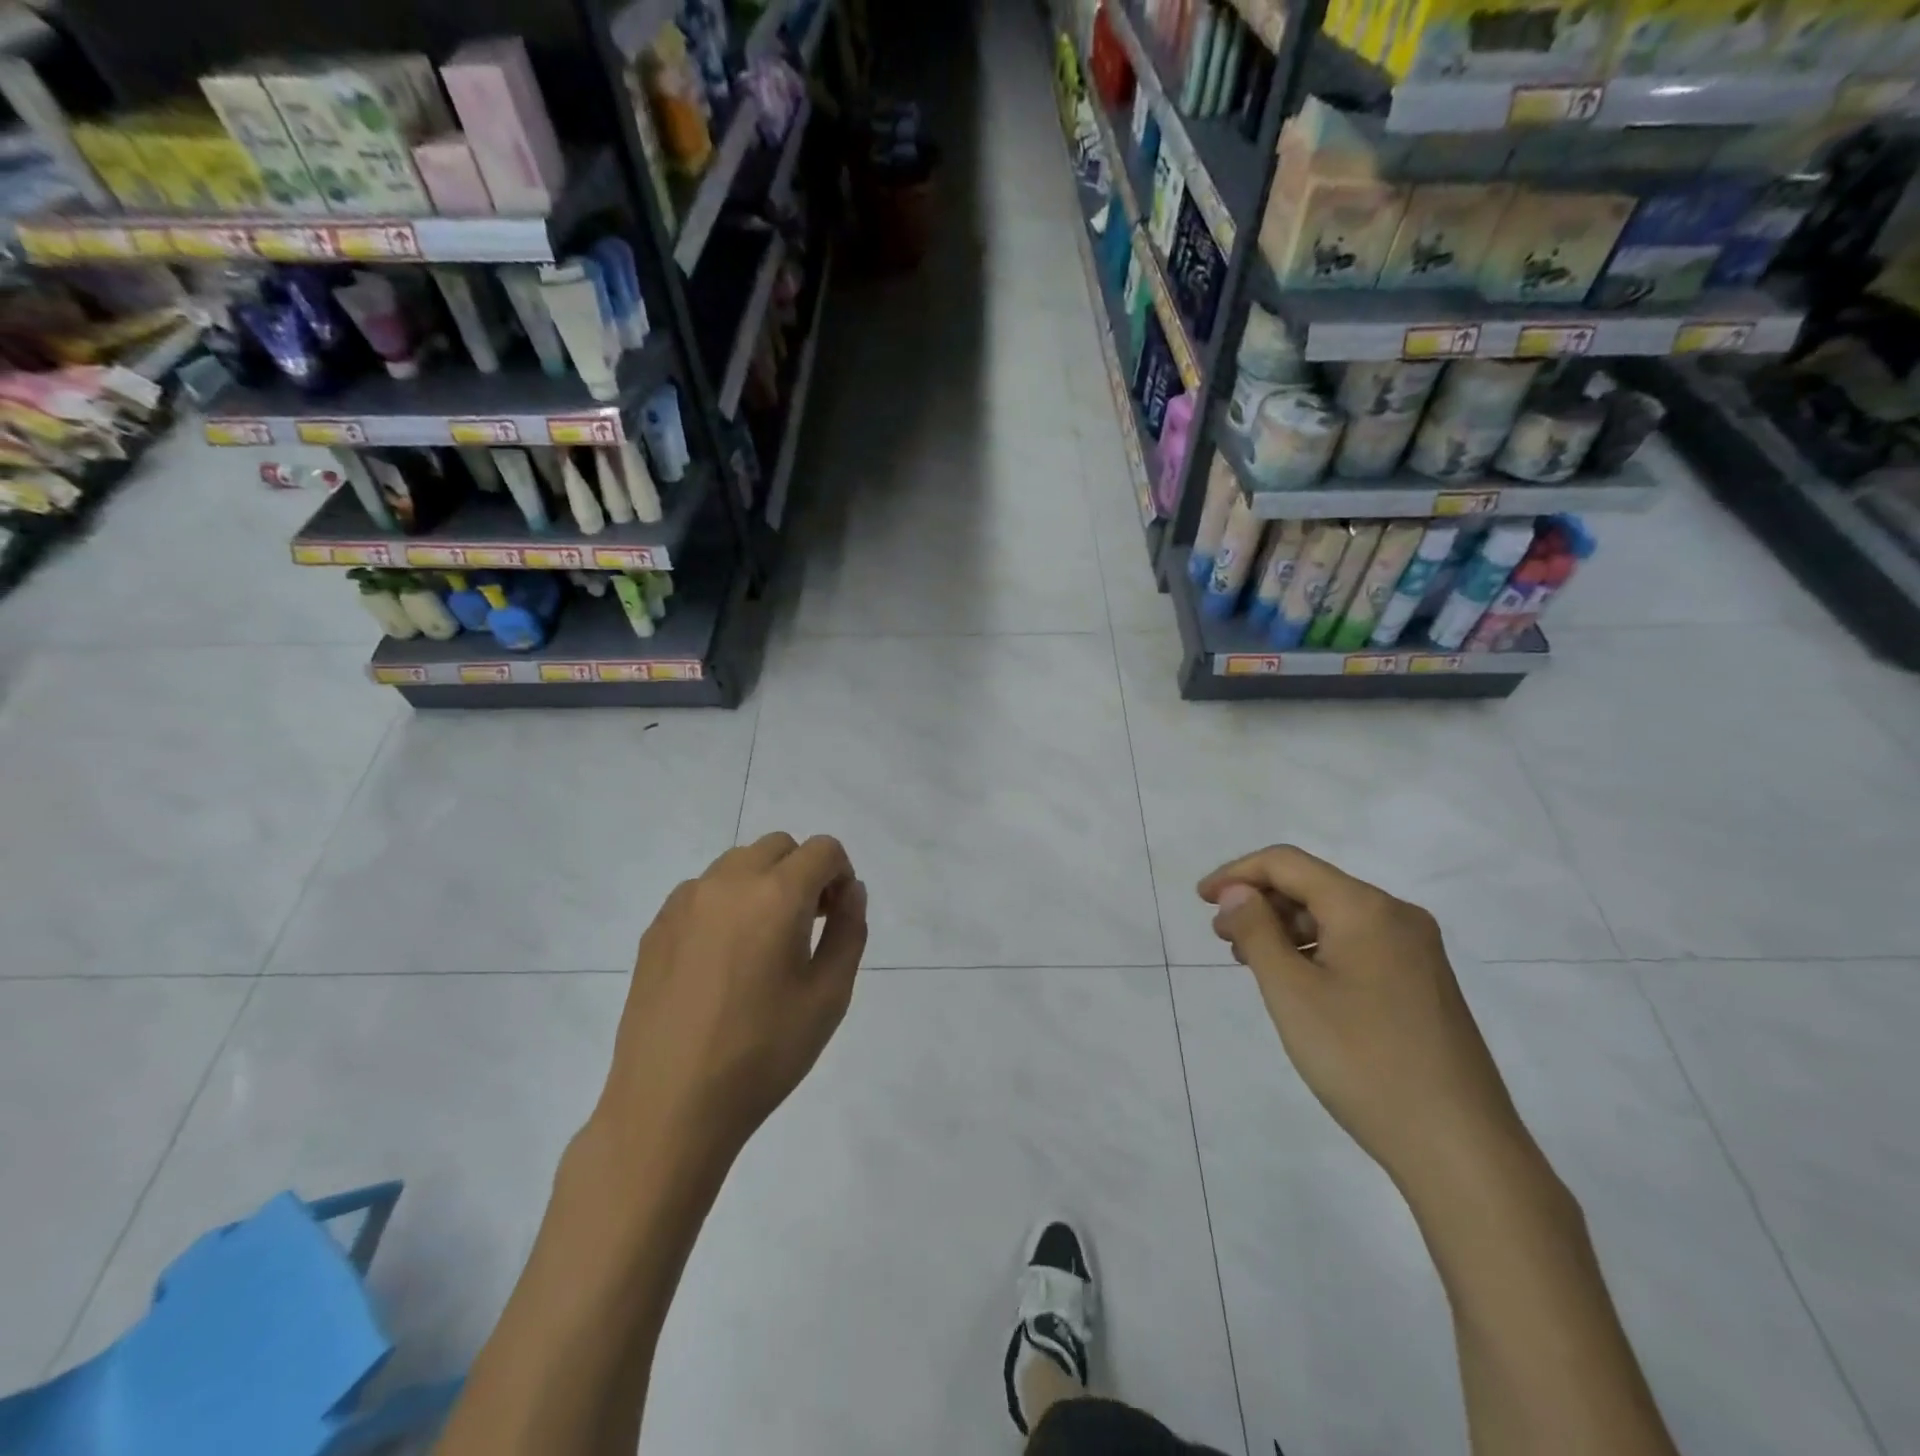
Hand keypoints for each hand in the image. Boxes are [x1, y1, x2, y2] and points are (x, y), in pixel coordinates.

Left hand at [593, 833, 867, 1171]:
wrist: (669, 1107)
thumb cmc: (763, 1054)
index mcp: (776, 895)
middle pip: (779, 848)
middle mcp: (727, 883)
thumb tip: (850, 891)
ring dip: (763, 884)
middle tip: (809, 926)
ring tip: (763, 944)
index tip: (838, 916)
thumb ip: (849, 931)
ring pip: (738, 864)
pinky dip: (726, 904)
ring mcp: (684, 902)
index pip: (822, 849)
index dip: (841, 874)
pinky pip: (703, 891)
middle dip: (803, 873)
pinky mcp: (656, 927)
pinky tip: (723, 961)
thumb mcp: (829, 996)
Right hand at [1198, 846, 1528, 1194]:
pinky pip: (1356, 944)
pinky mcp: (1422, 983)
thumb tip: (1236, 891)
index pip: (1287, 863)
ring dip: (1285, 929)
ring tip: (1250, 962)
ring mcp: (1415, 951)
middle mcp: (1396, 916)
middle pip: (1313, 885)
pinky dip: (1315, 951)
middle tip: (1222, 938)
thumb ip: (1256, 931)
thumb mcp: (1291, 993)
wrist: (1459, 1149)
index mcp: (1366, 908)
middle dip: (1260, 902)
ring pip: (1334, 917)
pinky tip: (1295, 982)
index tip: (1201, 900)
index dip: (1237, 873)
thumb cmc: (1362, 1061)